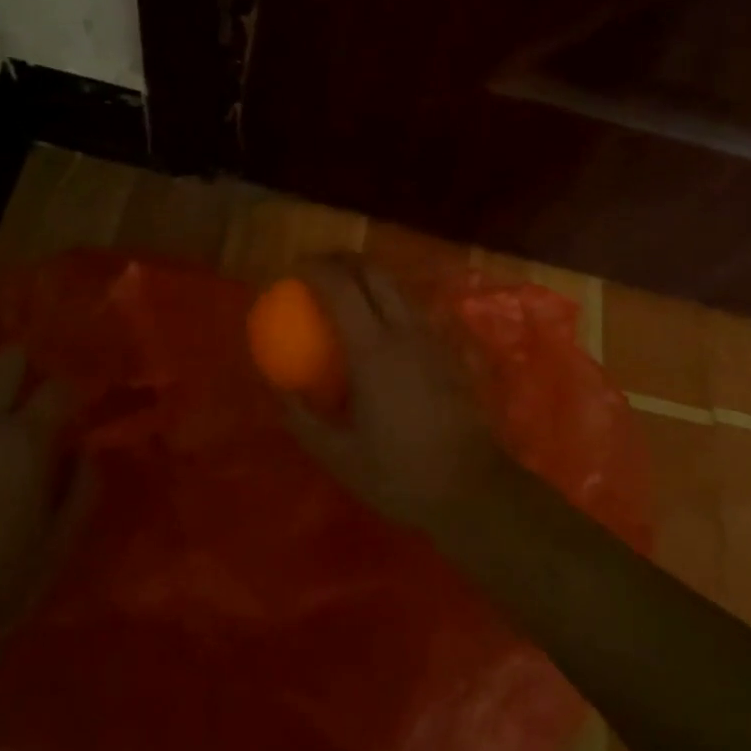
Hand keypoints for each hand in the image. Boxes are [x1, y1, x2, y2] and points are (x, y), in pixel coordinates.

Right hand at [281, 258, 508, 533]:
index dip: (316, 269)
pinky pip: (415, 308)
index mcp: (373, 350)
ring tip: (348, 287)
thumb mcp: (337, 454)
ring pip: (399, 287)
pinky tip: (382, 323)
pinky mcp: (450, 351)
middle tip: (320, 267)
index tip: (295, 268)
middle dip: (344, 260)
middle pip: (374, 273)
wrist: (474, 490)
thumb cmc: (401, 474)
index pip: (341, 288)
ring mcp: (433, 338)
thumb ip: (302, 417)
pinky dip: (391, 299)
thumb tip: (276, 387)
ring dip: (370, 276)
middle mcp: (405, 332)